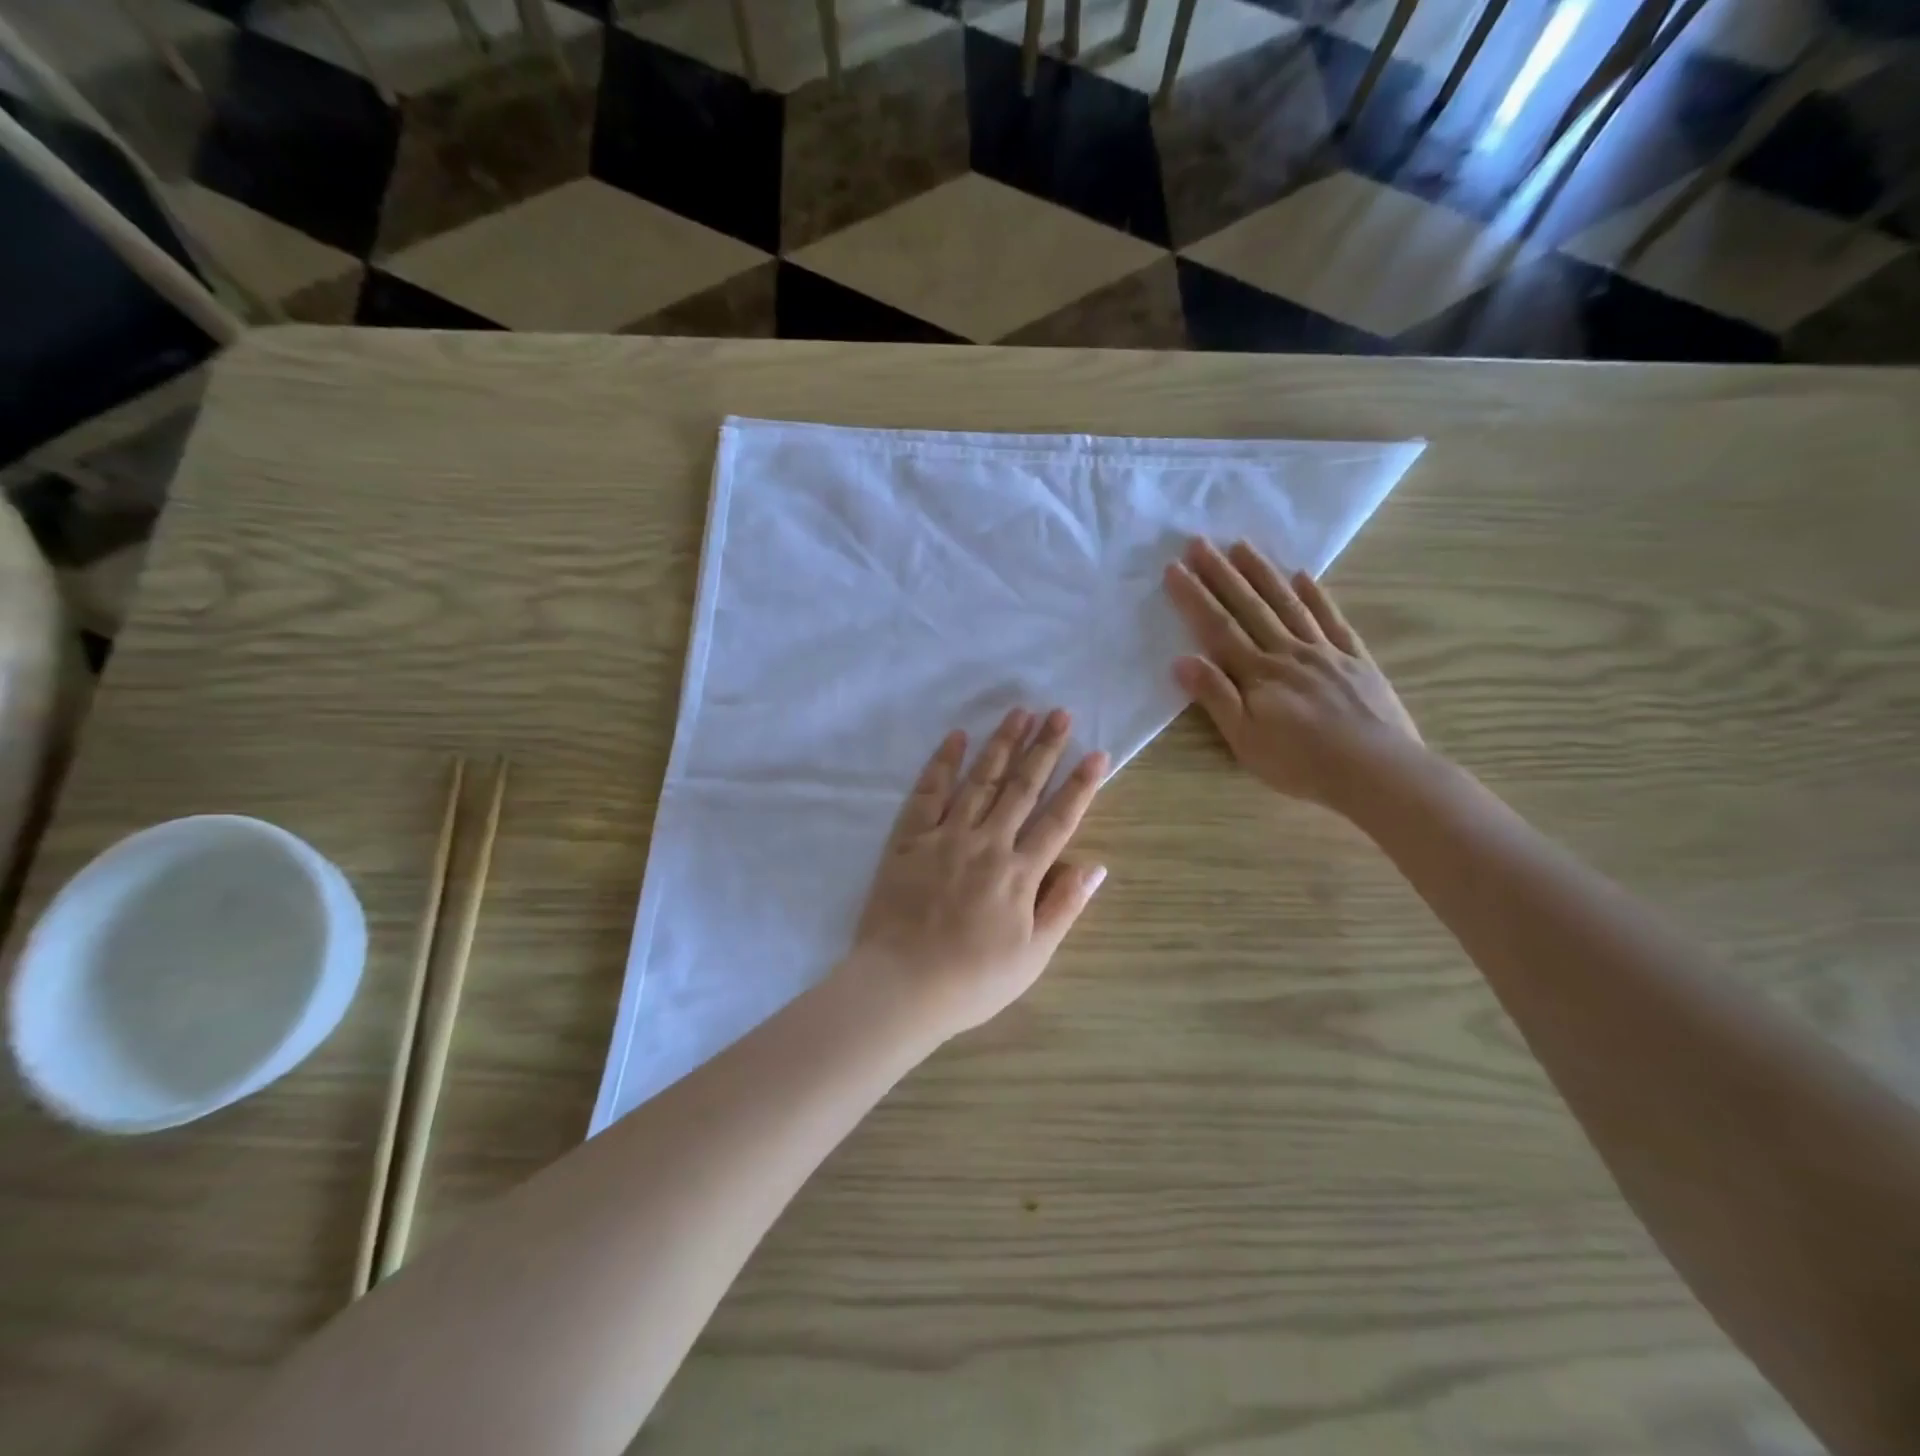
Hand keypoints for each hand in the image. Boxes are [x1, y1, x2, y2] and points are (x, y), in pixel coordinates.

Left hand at [848, 708, 1108, 1037]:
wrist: (901, 987)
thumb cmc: (972, 980)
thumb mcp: (1032, 956)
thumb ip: (1063, 906)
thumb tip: (1096, 864)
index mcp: (1020, 873)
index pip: (1058, 819)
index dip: (1081, 785)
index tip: (1097, 753)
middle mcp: (987, 844)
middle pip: (1021, 788)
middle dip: (1044, 748)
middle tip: (1059, 713)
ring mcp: (946, 837)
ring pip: (980, 781)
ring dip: (1001, 744)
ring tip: (1020, 712)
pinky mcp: (909, 839)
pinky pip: (927, 793)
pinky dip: (943, 763)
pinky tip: (957, 737)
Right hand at [1164, 537, 1424, 814]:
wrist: (1378, 772)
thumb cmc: (1302, 764)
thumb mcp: (1246, 741)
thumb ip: (1216, 698)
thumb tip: (1182, 660)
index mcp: (1258, 674)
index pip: (1217, 628)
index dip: (1194, 597)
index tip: (1175, 568)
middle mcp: (1288, 653)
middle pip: (1249, 607)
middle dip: (1221, 574)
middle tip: (1200, 542)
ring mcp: (1324, 652)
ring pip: (1287, 604)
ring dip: (1262, 573)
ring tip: (1242, 545)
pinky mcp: (1355, 659)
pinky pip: (1332, 620)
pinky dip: (1316, 596)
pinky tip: (1303, 576)